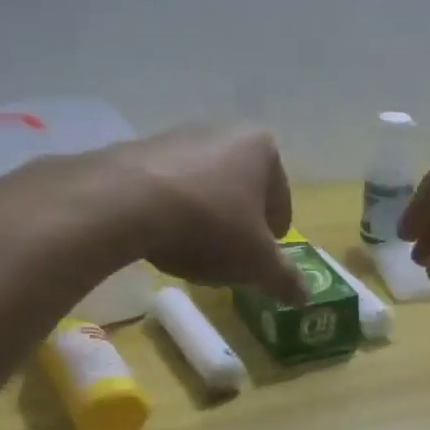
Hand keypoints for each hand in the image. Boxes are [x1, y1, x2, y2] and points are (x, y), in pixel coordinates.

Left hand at [106, 125, 305, 303]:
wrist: (124, 203)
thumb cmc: (209, 225)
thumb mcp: (256, 262)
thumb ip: (284, 278)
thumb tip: (305, 297)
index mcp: (261, 148)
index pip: (280, 196)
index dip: (276, 232)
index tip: (265, 255)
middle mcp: (222, 132)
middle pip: (241, 187)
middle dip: (239, 220)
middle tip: (231, 255)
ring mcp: (177, 138)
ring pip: (203, 186)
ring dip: (204, 214)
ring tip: (193, 250)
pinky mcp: (138, 151)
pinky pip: (166, 187)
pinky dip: (170, 210)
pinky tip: (160, 237)